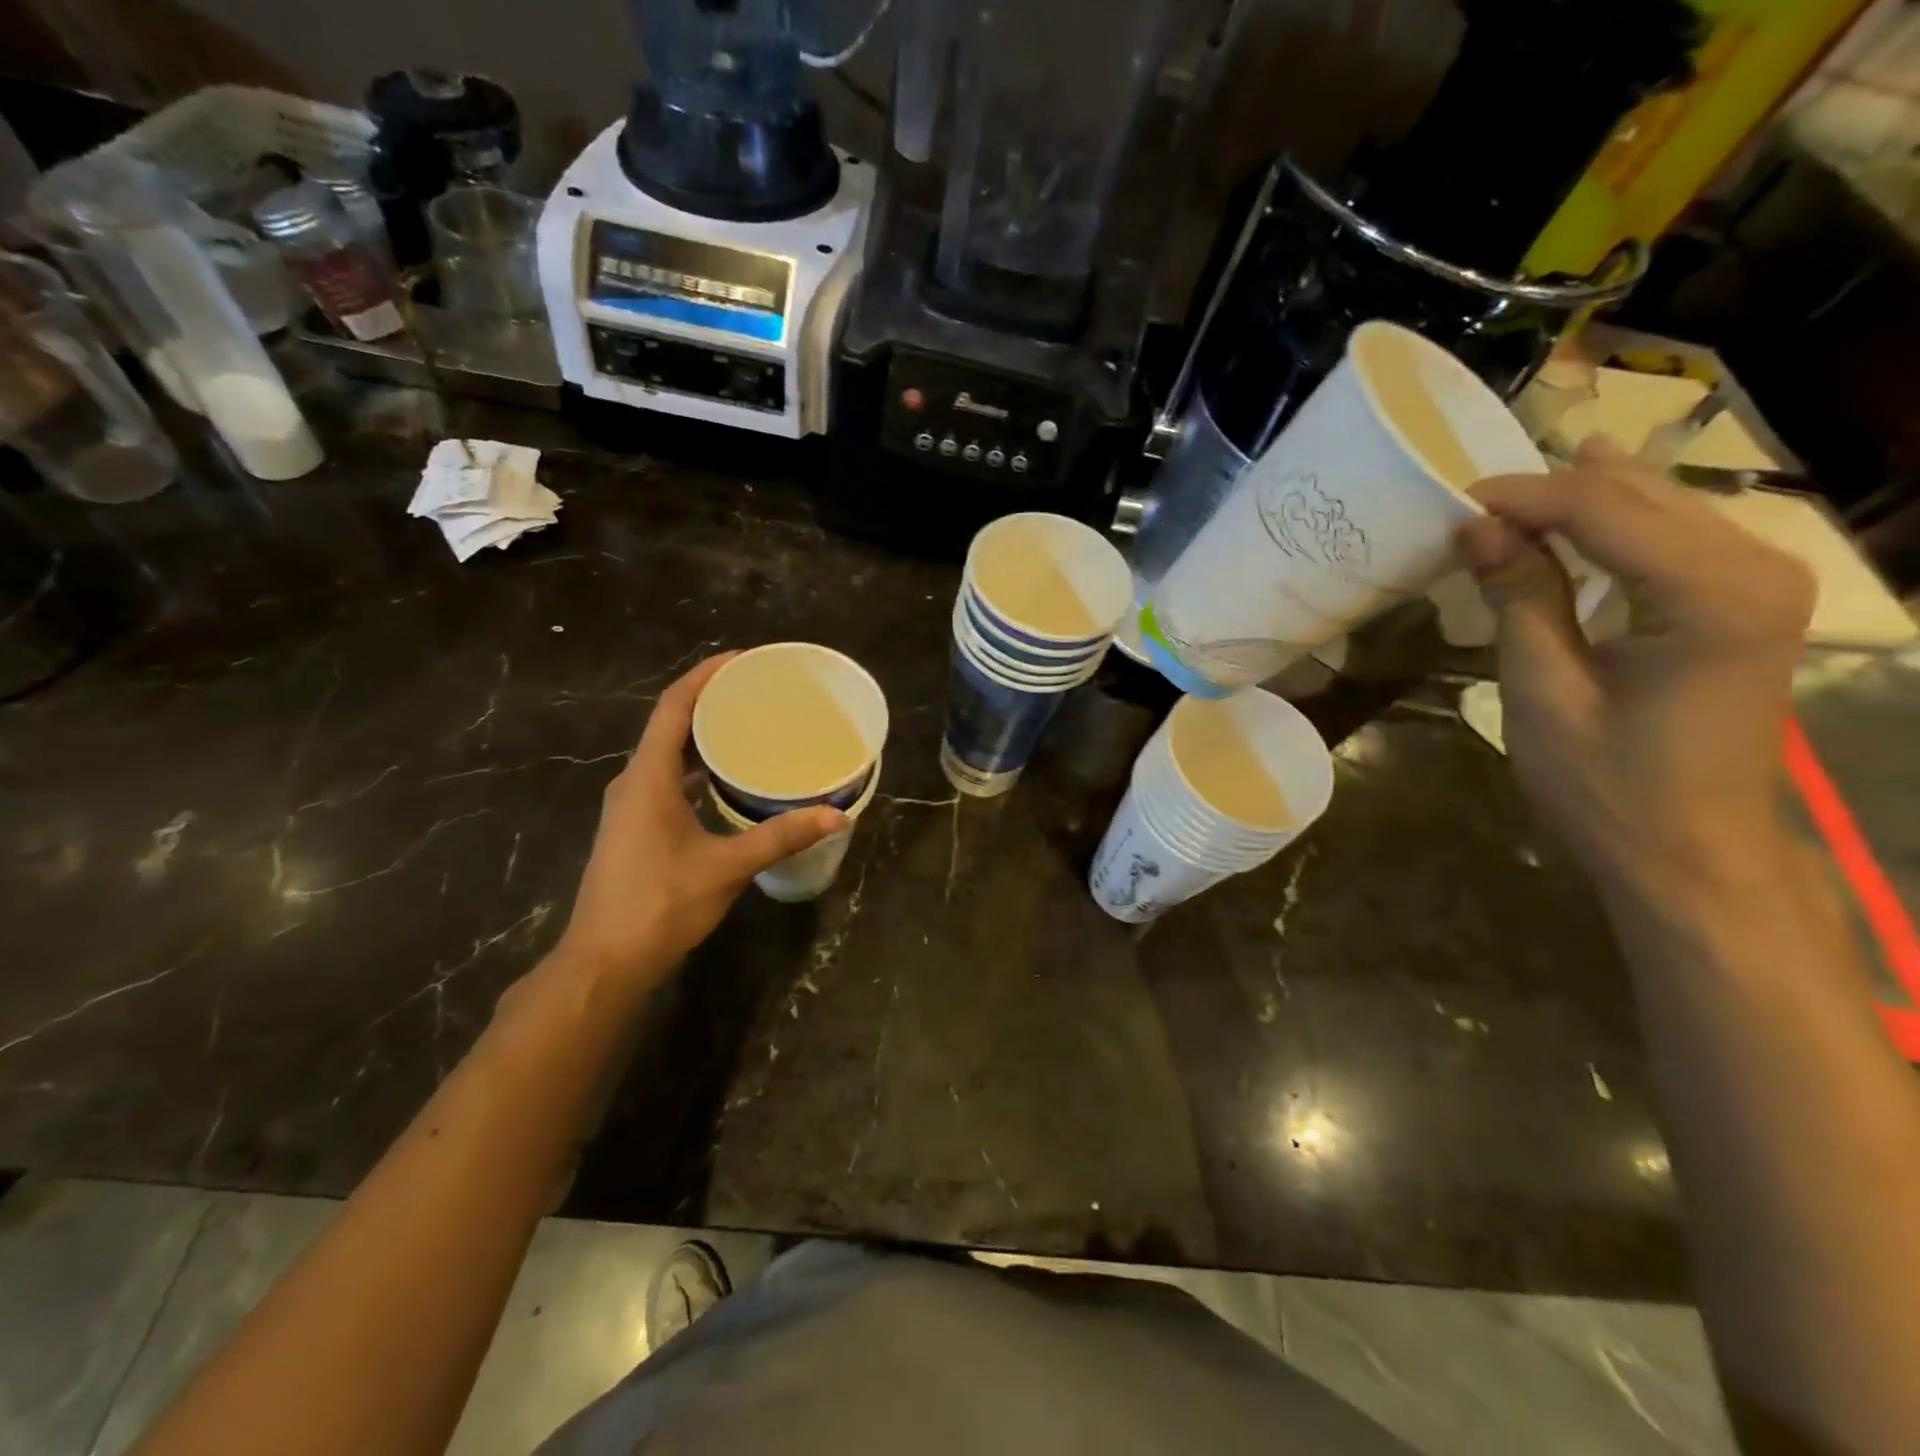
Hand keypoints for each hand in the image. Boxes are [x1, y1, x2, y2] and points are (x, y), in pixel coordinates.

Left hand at [553, 653, 845, 985]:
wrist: (604, 961)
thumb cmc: (660, 905)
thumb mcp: (726, 867)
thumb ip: (780, 836)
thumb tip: (836, 815)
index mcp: (648, 777)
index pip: (674, 706)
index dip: (706, 675)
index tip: (742, 659)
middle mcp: (634, 781)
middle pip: (671, 723)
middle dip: (711, 700)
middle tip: (759, 691)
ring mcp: (632, 806)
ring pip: (669, 754)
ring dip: (705, 735)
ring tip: (751, 726)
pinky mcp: (637, 827)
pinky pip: (669, 779)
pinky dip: (698, 767)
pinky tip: (729, 779)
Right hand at [1458, 439, 1814, 892]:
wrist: (1689, 850)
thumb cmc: (1607, 784)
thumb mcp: (1543, 690)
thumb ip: (1520, 596)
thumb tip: (1475, 527)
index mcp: (1713, 592)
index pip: (1604, 508)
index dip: (1522, 498)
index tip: (1450, 505)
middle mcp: (1758, 565)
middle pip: (1639, 494)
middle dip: (1548, 494)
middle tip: (1467, 512)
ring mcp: (1762, 579)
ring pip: (1659, 504)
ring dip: (1577, 504)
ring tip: (1502, 512)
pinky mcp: (1746, 598)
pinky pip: (1671, 535)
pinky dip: (1609, 528)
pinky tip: (1567, 525)